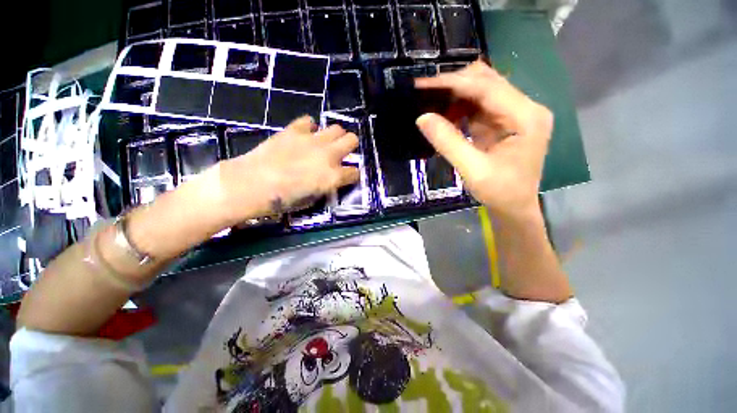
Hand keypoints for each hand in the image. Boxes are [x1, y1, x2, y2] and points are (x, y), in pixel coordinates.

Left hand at [216, 116, 358, 224]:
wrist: (252, 183)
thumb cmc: (282, 200)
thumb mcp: (311, 199)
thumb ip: (326, 186)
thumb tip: (330, 179)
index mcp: (333, 176)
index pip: (355, 172)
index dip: (353, 174)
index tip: (347, 176)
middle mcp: (328, 155)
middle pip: (352, 140)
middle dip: (350, 146)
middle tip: (341, 153)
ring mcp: (312, 140)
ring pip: (337, 128)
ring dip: (334, 136)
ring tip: (324, 143)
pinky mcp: (295, 130)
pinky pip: (309, 121)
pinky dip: (310, 128)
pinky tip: (303, 136)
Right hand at [415, 61, 552, 220]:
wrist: (514, 207)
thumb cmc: (500, 192)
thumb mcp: (473, 170)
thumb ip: (448, 142)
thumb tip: (422, 118)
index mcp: (526, 117)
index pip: (487, 87)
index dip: (453, 83)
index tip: (424, 83)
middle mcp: (524, 108)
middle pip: (487, 81)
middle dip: (454, 84)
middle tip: (425, 92)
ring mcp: (515, 113)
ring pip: (482, 90)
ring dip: (455, 94)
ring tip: (431, 102)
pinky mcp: (503, 122)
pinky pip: (479, 106)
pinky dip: (459, 107)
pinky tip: (444, 113)